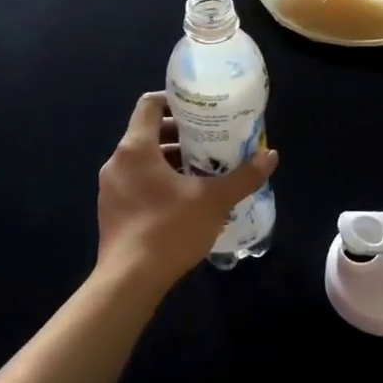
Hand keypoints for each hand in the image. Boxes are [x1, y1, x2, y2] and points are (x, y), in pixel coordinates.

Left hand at [96, 92, 278, 296]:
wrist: (129, 282)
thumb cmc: (169, 229)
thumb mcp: (215, 200)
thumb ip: (244, 176)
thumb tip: (271, 156)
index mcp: (136, 149)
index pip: (150, 105)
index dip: (175, 101)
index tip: (201, 109)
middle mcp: (117, 162)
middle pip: (149, 133)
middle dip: (182, 134)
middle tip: (212, 140)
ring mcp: (110, 189)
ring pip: (144, 160)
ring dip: (172, 160)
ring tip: (205, 169)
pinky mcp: (112, 212)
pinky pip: (137, 183)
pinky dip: (160, 181)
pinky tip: (186, 198)